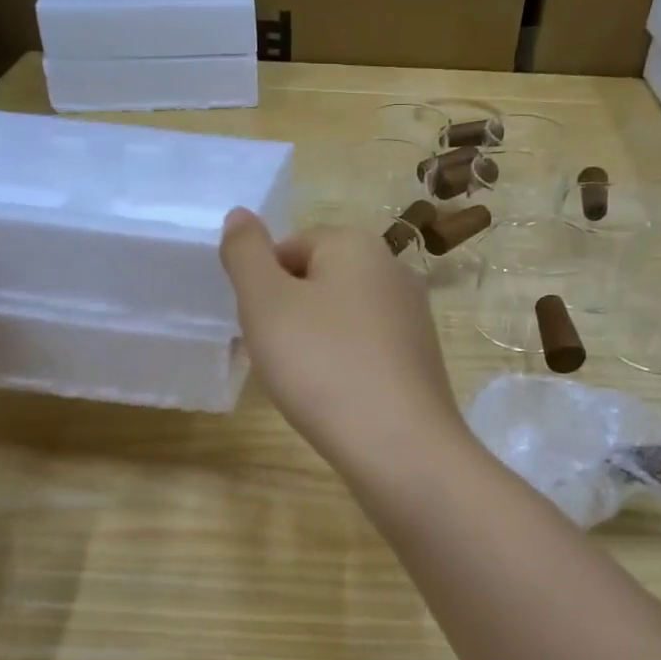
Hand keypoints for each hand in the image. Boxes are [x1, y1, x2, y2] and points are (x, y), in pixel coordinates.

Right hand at [219, 209, 466, 471]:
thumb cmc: (322, 366)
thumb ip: (245, 254)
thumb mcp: (265, 303)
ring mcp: (413, 316)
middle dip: (288, 315)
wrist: (398, 444)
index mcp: (357, 244)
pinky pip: (366, 349)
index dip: (263, 288)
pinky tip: (337, 398)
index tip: (259, 329)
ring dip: (314, 343)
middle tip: (277, 358)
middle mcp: (393, 270)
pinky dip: (344, 366)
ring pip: (341, 318)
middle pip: (317, 282)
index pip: (290, 247)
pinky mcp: (420, 359)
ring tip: (305, 383)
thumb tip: (240, 215)